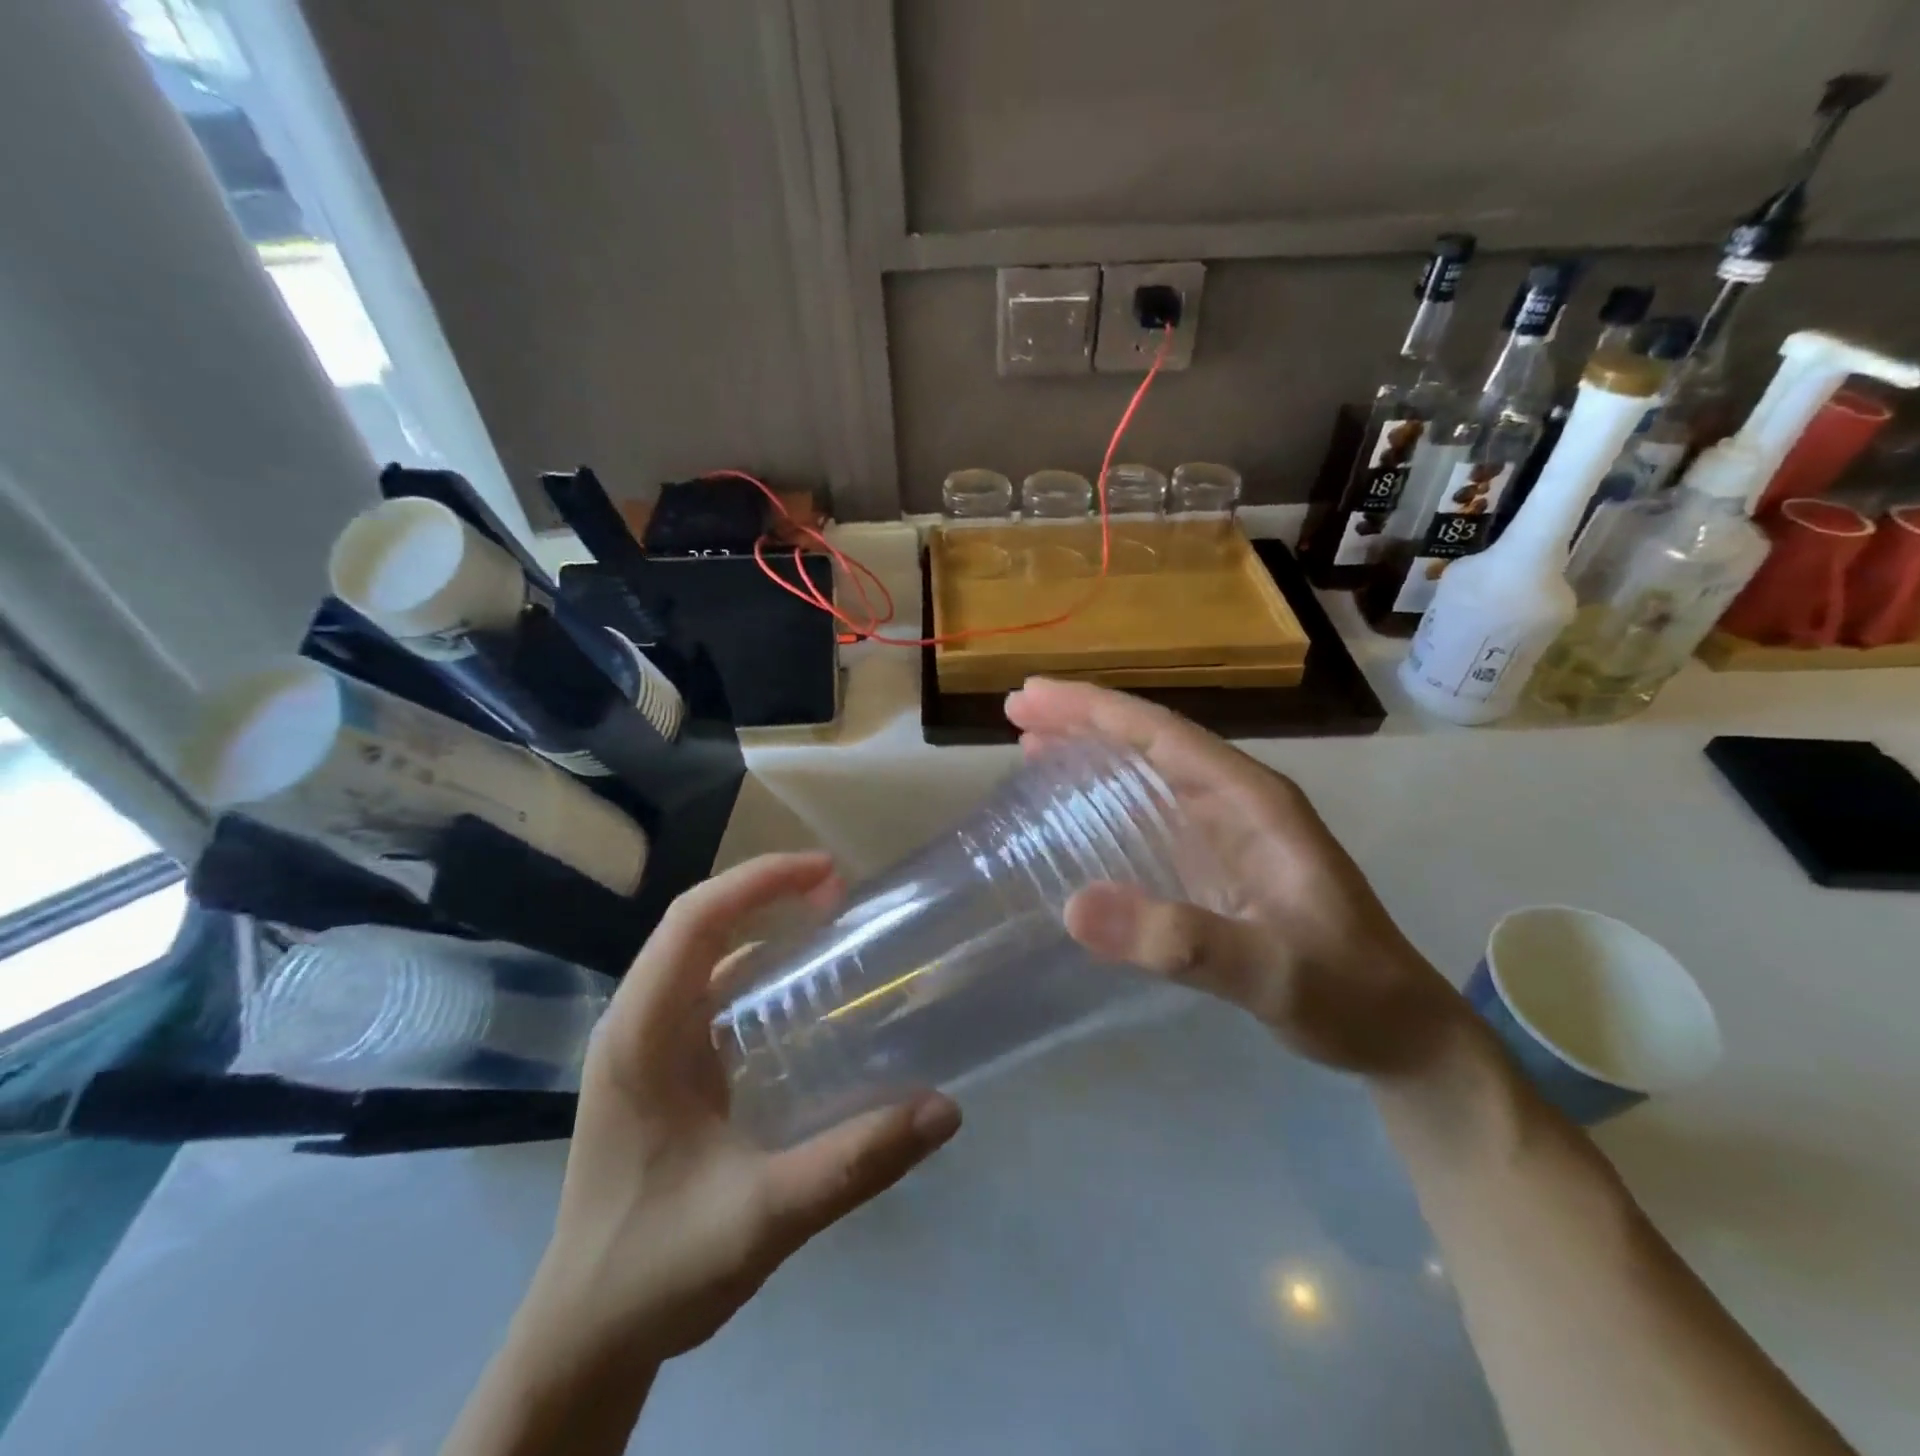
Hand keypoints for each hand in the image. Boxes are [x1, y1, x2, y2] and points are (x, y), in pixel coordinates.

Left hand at [521, 853, 960, 1373]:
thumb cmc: (656, 1269)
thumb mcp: (763, 1216)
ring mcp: (645, 1044)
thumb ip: (854, 1162)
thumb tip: (944, 1111)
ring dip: (761, 925)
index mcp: (640, 1036)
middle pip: (699, 923)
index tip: (829, 875)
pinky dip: (756, 971)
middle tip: (843, 897)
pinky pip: (710, 993)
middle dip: (768, 892)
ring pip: (703, 955)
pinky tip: (803, 998)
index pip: (694, 920)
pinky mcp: (662, 1067)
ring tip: (830, 928)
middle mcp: (636, 1023)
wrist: (585, 1337)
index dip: (760, 880)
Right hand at [1005, 679, 1464, 1076]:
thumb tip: (1073, 907)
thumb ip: (1182, 943)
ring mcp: (1230, 830)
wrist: (1401, 1033)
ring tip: (1030, 742)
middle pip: (1151, 740)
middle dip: (1083, 719)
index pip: (1163, 735)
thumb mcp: (1270, 974)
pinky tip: (1078, 804)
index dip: (1094, 710)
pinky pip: (1152, 810)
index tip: (1030, 697)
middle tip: (1016, 710)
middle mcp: (1240, 801)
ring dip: (1092, 749)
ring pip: (1149, 770)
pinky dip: (1107, 795)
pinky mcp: (1220, 862)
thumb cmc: (1347, 995)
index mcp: (1253, 801)